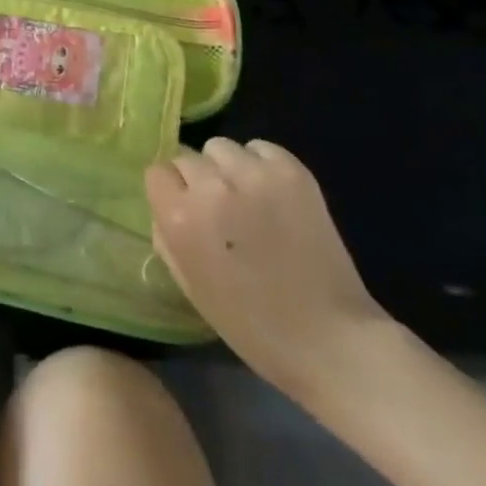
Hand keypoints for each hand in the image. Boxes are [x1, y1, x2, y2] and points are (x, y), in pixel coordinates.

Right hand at [146, 138, 389, 396]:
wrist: (328, 338)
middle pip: (187, 157)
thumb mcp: (188, 284)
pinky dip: (259, 164)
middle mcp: (212, 186)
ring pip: (221, 147)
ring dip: (226, 169)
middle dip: (196, 179)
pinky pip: (259, 148)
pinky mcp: (291, 171)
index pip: (157, 172)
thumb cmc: (250, 324)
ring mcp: (254, 175)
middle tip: (218, 208)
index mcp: (181, 217)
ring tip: (246, 198)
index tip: (182, 207)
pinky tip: (271, 194)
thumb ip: (166, 234)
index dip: (170, 191)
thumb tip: (167, 203)